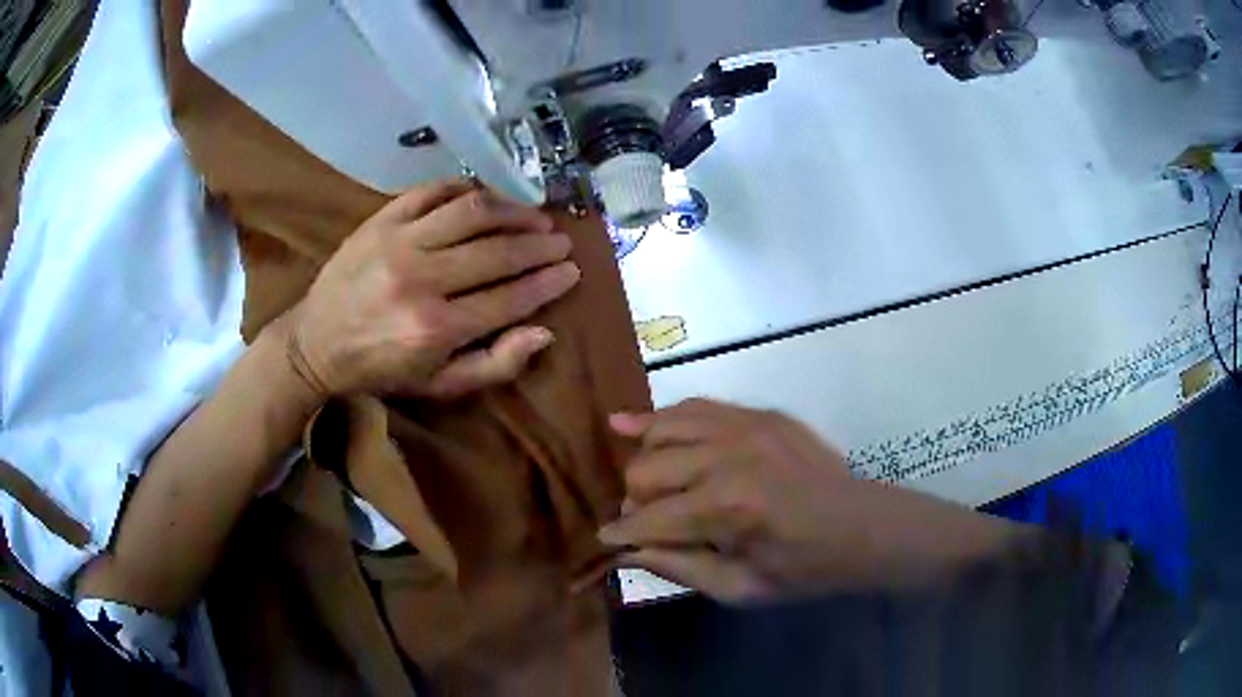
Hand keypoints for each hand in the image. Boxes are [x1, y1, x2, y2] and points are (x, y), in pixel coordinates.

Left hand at [288, 180, 579, 399]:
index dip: (547, 282)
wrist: (314, 343)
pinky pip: (433, 191)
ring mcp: (398, 242)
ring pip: (471, 212)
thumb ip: (494, 365)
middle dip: (539, 245)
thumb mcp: (438, 386)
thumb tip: (544, 332)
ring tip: (536, 215)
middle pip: (497, 251)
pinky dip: (466, 189)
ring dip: (512, 210)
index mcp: (435, 329)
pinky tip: (487, 198)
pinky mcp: (381, 219)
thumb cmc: (380, 370)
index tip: (572, 270)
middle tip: (561, 241)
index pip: (510, 297)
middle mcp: (420, 279)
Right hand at [600, 399, 1029, 602]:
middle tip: (648, 523)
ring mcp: (746, 426)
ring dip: (645, 460)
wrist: (865, 527)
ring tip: (648, 483)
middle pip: (644, 471)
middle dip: (635, 502)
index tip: (606, 542)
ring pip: (662, 431)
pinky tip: (632, 423)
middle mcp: (728, 458)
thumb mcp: (740, 589)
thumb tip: (625, 551)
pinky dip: (662, 418)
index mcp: (726, 509)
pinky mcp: (760, 413)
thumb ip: (678, 567)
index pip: (646, 519)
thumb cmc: (805, 570)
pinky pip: (695, 407)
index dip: (620, 535)